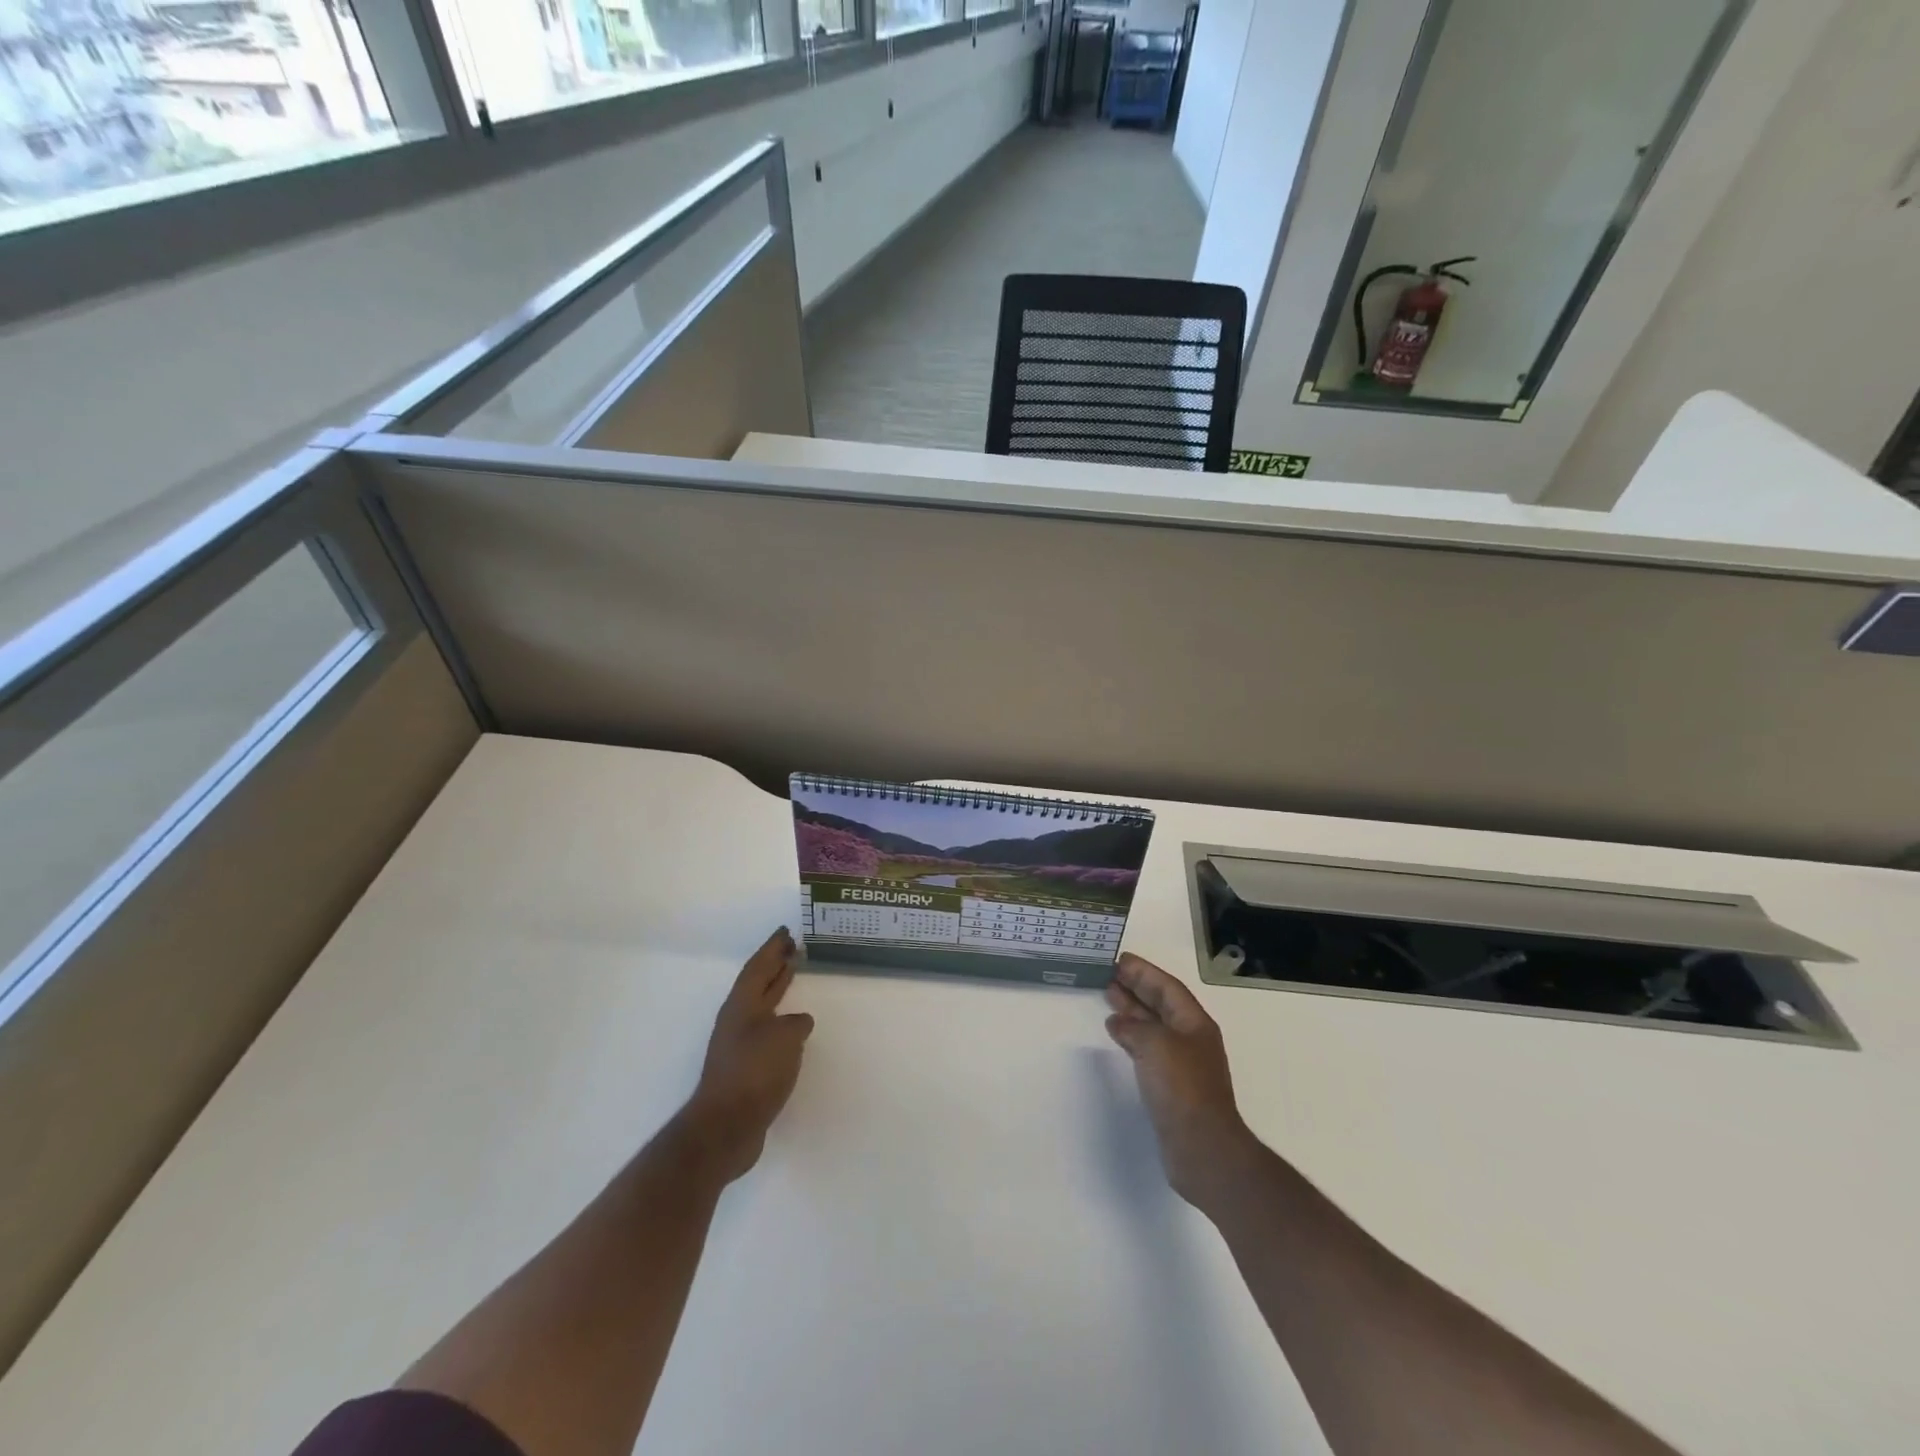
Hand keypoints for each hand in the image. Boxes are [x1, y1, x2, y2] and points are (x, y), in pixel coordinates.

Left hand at [677, 927, 814, 1183]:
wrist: (725, 1127)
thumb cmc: (754, 1072)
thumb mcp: (784, 1039)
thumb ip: (795, 1024)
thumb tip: (799, 1022)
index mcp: (742, 1006)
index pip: (758, 967)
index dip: (772, 948)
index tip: (786, 931)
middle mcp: (737, 1020)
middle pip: (758, 983)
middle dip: (775, 963)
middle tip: (794, 946)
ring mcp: (739, 1044)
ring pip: (761, 1005)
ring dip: (777, 988)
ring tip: (793, 973)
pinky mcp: (745, 1068)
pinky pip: (766, 1029)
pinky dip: (780, 1018)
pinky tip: (793, 1024)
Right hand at [1104, 953, 1252, 1209]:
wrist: (1202, 1147)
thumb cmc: (1182, 1087)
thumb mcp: (1155, 1044)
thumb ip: (1134, 1026)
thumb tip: (1119, 1022)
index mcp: (1194, 1023)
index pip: (1167, 986)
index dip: (1144, 971)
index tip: (1119, 959)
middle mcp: (1190, 1038)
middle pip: (1161, 1003)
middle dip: (1136, 987)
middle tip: (1108, 974)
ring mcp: (1181, 1063)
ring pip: (1153, 1025)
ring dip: (1132, 1009)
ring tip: (1108, 996)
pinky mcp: (1171, 1086)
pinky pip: (1148, 1048)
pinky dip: (1131, 1036)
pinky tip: (1116, 1033)